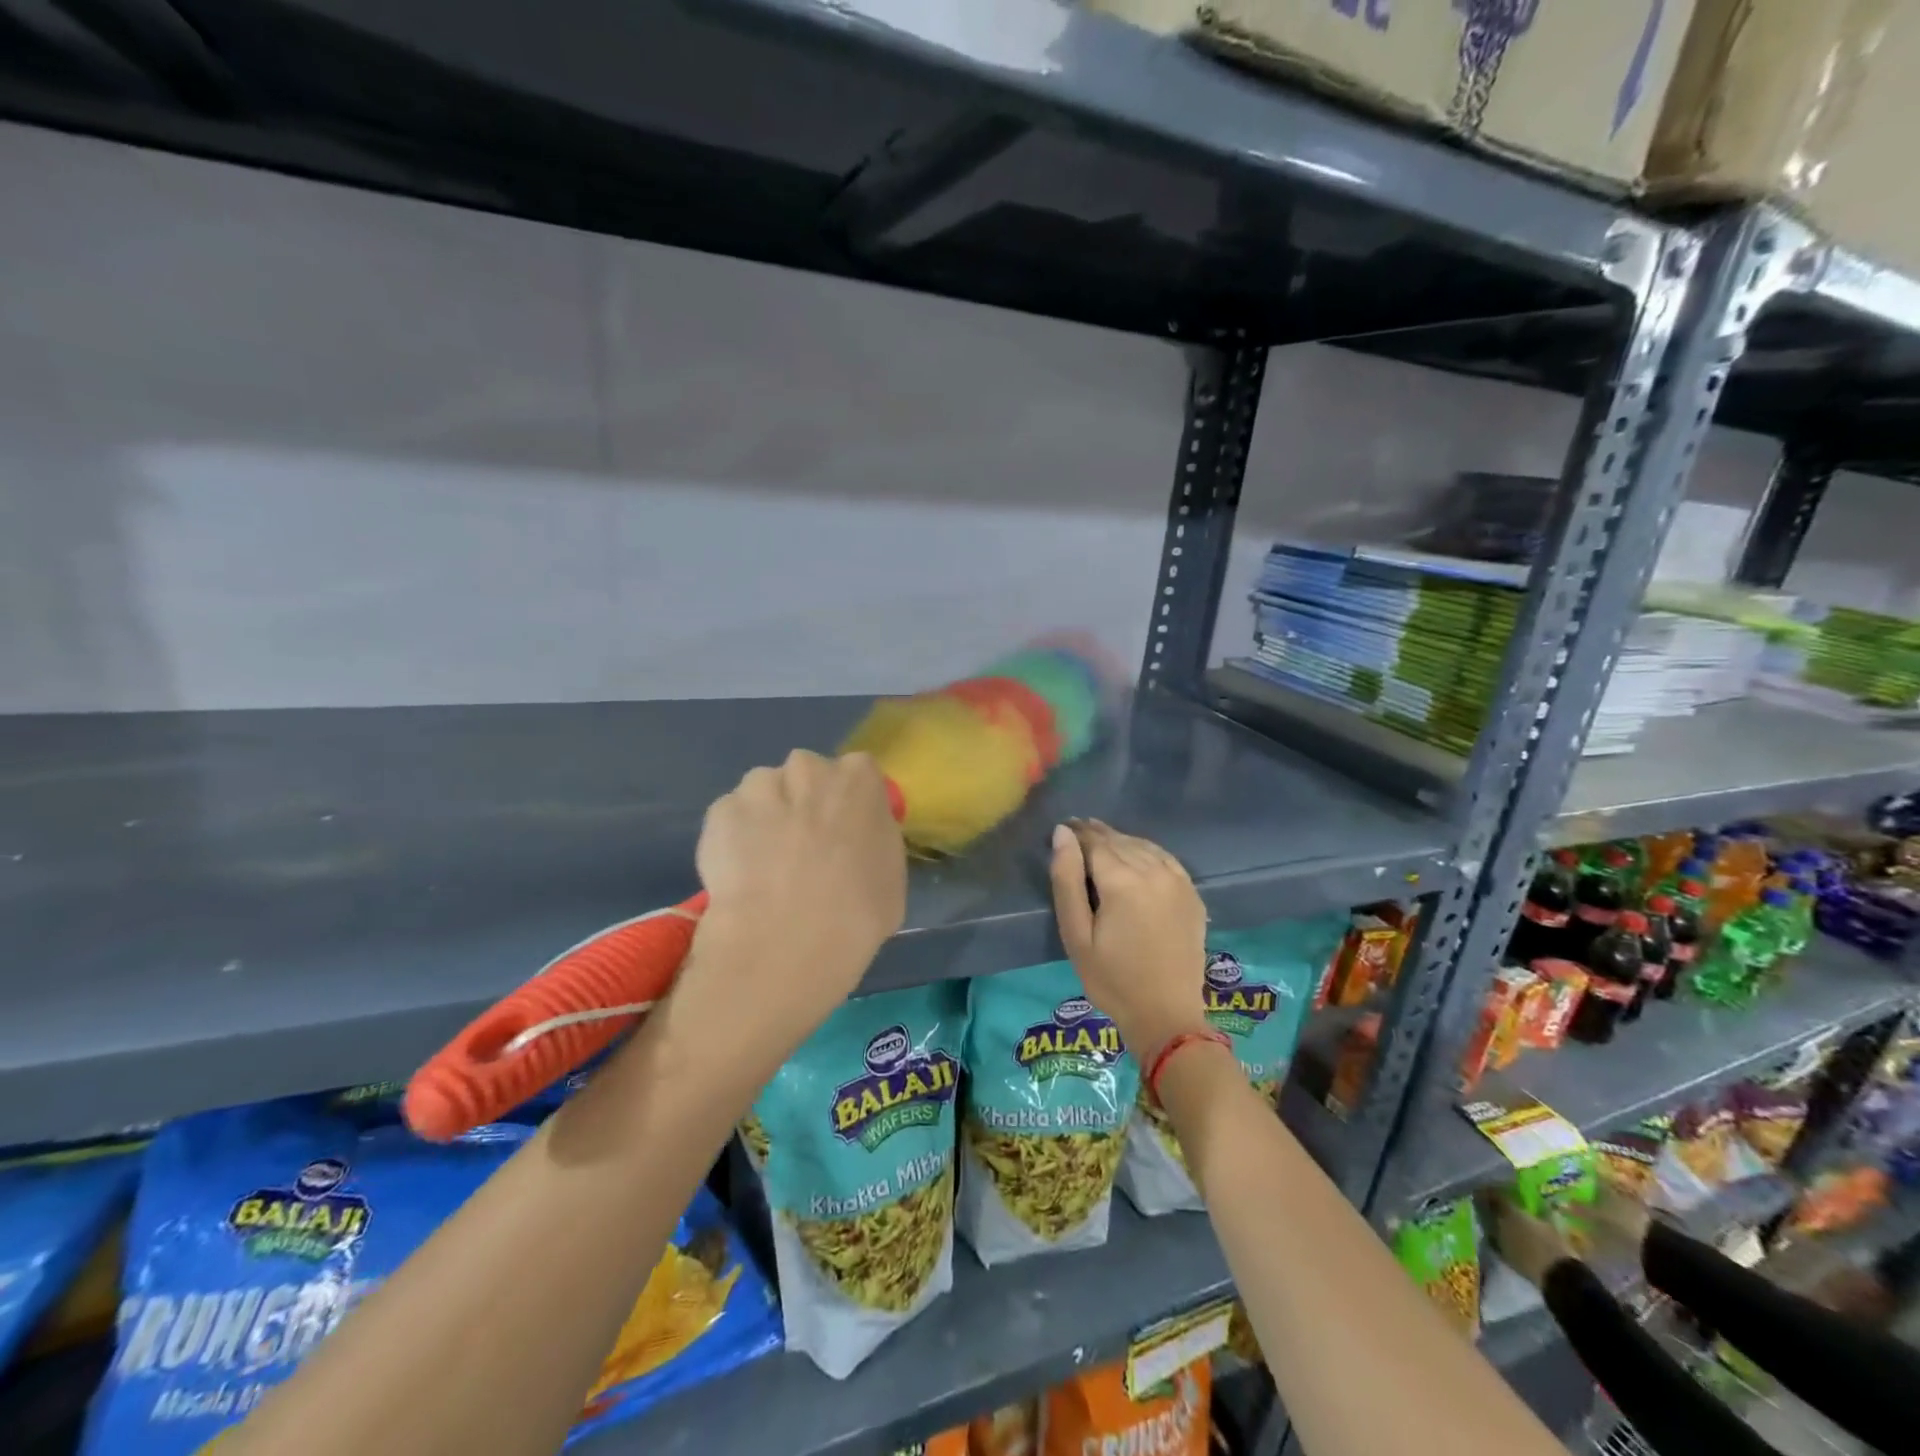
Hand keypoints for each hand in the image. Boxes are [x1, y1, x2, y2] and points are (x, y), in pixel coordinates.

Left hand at [685, 750, 905, 1041]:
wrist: (786, 940)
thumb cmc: (858, 912)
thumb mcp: (891, 876)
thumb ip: (874, 843)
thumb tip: (857, 844)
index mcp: (858, 779)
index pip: (857, 774)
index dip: (848, 805)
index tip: (843, 834)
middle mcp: (808, 768)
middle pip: (806, 775)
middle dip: (803, 801)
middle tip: (803, 849)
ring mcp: (759, 787)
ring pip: (763, 792)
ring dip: (766, 816)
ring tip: (765, 866)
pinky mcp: (719, 813)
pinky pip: (730, 819)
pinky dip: (733, 840)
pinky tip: (740, 877)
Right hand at [1049, 819, 1208, 1058]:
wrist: (1166, 1015)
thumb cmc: (1111, 979)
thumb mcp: (1076, 934)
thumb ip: (1066, 880)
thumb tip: (1062, 833)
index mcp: (1123, 880)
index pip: (1094, 841)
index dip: (1076, 833)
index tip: (1062, 830)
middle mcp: (1154, 870)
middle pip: (1118, 840)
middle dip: (1096, 835)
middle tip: (1077, 833)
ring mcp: (1178, 880)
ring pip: (1142, 846)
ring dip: (1120, 841)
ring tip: (1101, 843)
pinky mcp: (1191, 893)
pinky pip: (1164, 858)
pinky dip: (1145, 851)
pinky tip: (1135, 857)